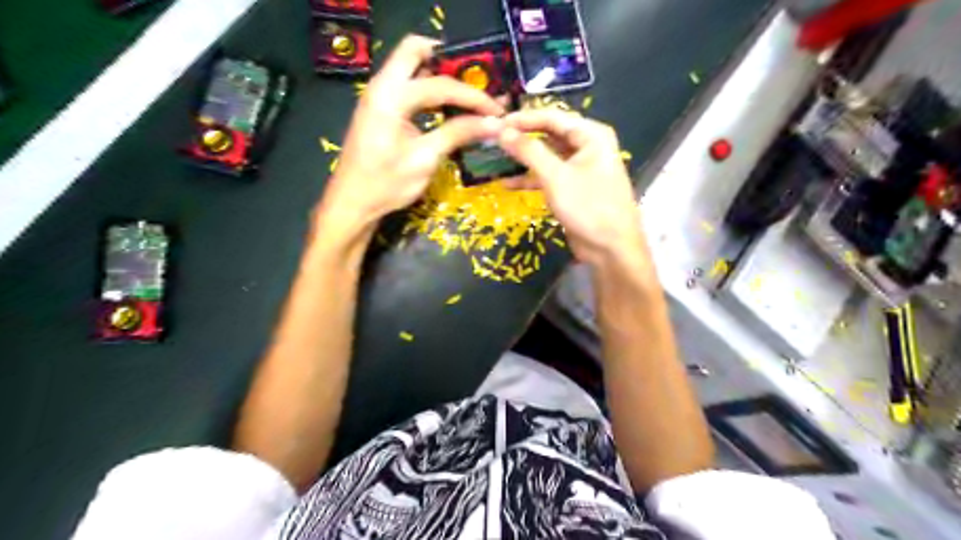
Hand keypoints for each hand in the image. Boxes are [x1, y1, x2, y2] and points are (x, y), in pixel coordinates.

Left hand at [318, 35, 505, 238]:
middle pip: (414, 50)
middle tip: (475, 82)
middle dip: (448, 61)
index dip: (473, 96)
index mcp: (391, 96)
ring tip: (467, 96)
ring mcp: (377, 96)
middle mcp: (381, 86)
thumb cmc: (386, 184)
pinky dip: (427, 89)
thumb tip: (493, 123)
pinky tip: (446, 108)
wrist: (352, 203)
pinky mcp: (379, 109)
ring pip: (409, 65)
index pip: (441, 84)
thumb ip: (457, 134)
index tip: (497, 109)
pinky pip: (405, 85)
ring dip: (438, 74)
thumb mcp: (425, 160)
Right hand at [496, 107, 643, 264]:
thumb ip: (529, 151)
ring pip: (546, 156)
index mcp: (591, 135)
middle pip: (548, 135)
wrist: (611, 249)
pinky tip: (507, 183)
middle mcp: (587, 146)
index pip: (551, 117)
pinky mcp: (573, 188)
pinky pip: (548, 176)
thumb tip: (502, 130)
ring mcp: (580, 168)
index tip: (495, 123)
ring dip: (523, 160)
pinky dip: (530, 179)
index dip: (522, 119)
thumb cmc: (588, 206)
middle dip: (521, 138)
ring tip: (495, 160)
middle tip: (492, 140)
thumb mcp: (556, 176)